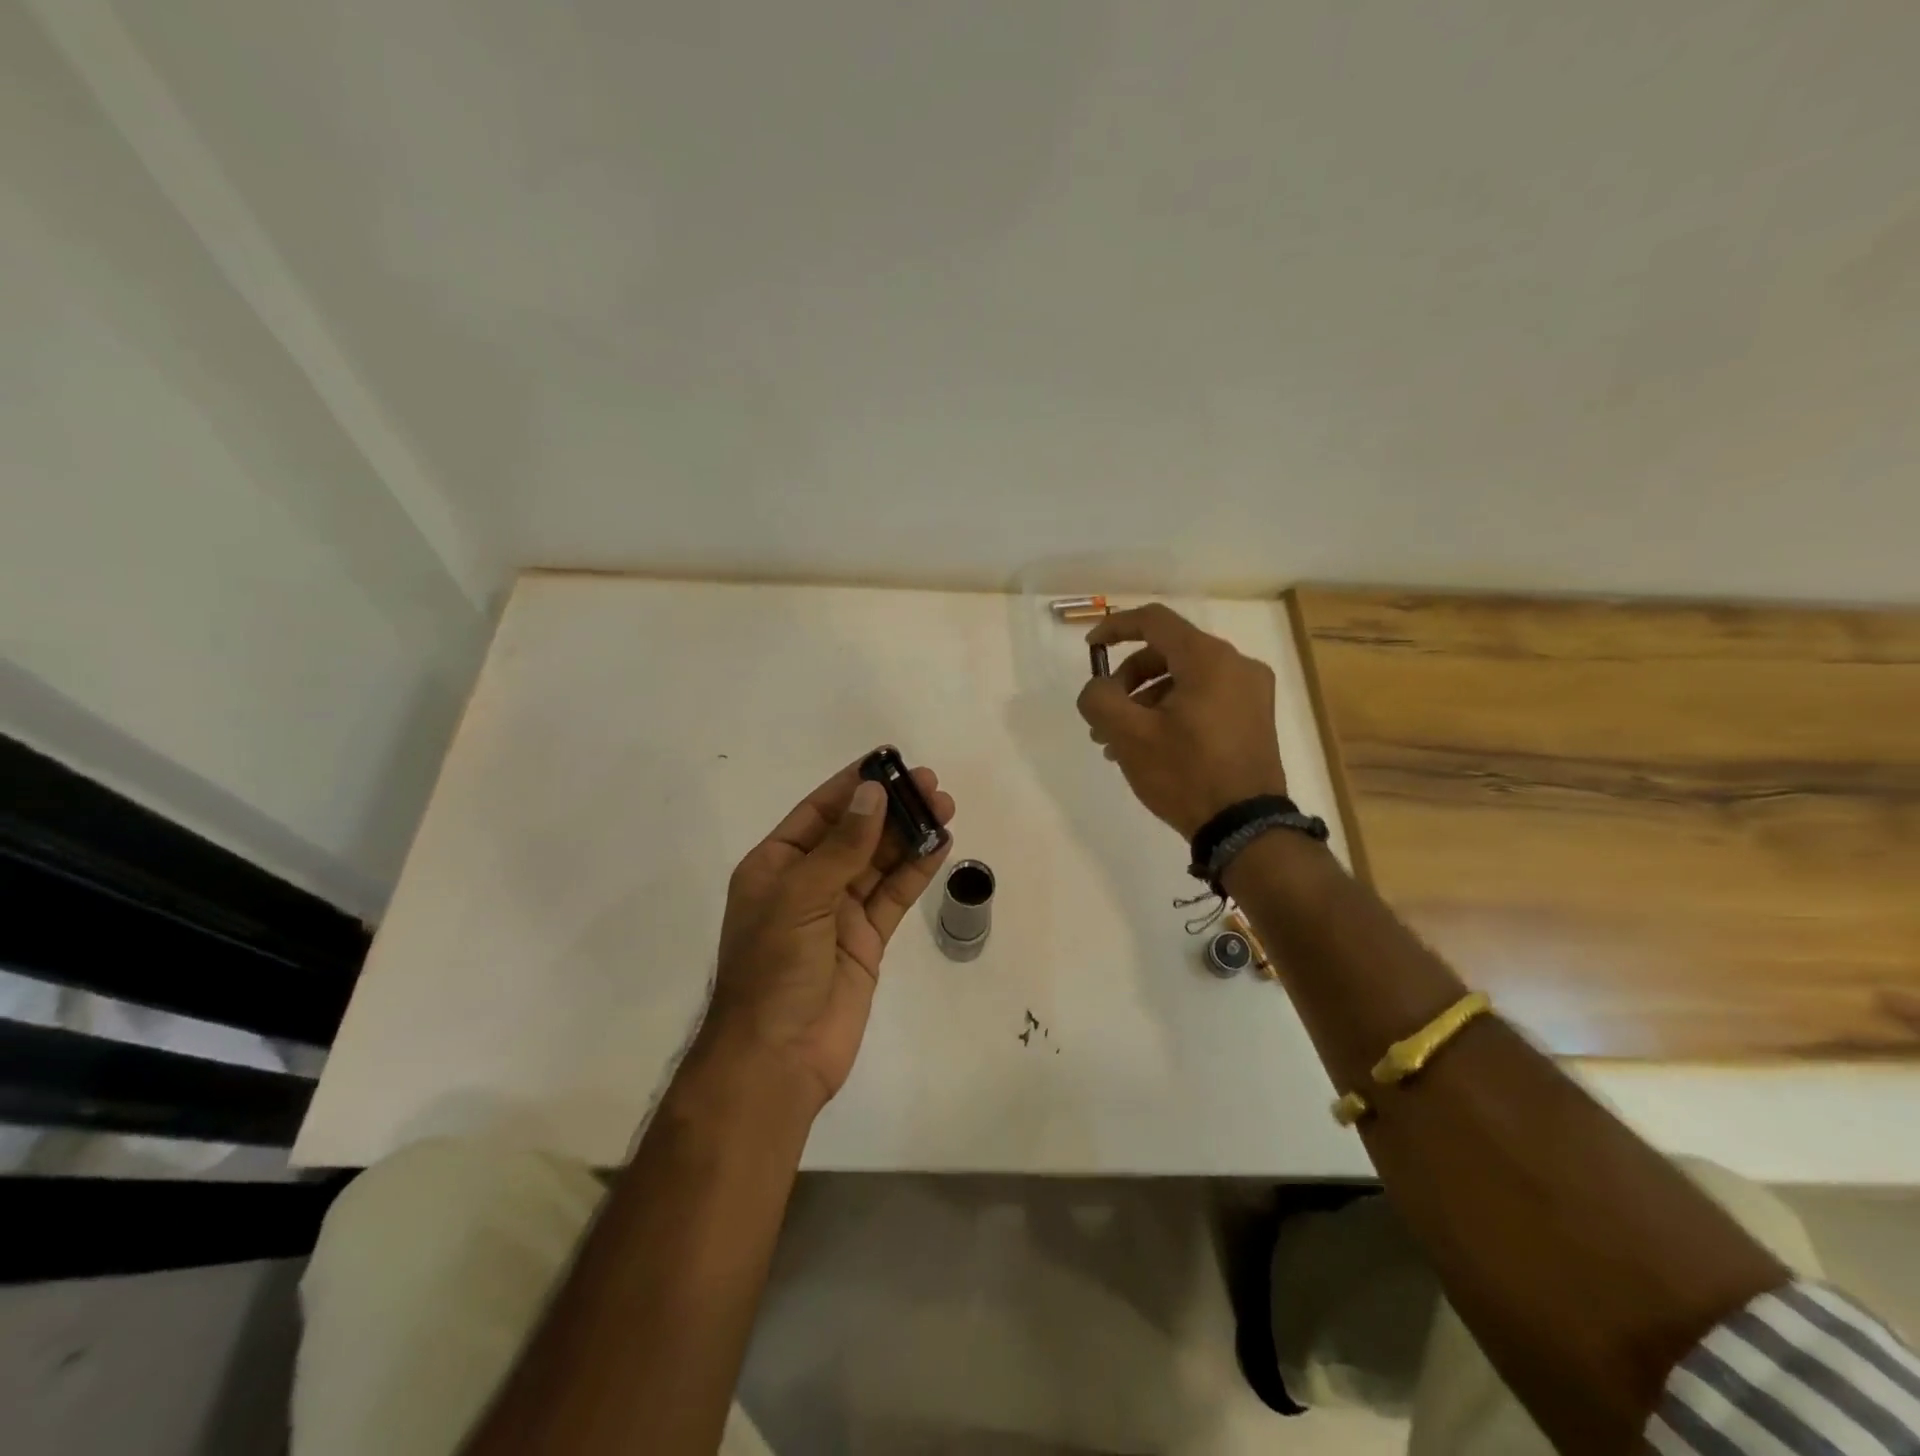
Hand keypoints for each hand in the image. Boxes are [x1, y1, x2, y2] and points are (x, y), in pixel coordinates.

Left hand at [701, 758, 954, 1111]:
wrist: (778, 1058)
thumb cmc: (774, 969)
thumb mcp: (801, 898)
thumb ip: (842, 847)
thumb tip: (873, 794)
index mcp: (776, 866)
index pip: (818, 812)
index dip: (853, 786)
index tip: (888, 761)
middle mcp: (807, 883)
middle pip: (855, 833)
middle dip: (890, 807)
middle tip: (929, 783)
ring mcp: (839, 913)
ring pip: (879, 862)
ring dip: (909, 834)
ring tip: (943, 805)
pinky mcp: (866, 940)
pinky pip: (893, 896)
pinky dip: (916, 871)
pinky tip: (940, 845)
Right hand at [1075, 604, 1287, 838]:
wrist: (1246, 828)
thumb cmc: (1185, 774)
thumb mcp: (1129, 736)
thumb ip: (1100, 699)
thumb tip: (1098, 688)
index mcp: (1208, 659)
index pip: (1154, 621)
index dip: (1115, 628)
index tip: (1090, 649)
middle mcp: (1236, 664)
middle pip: (1168, 652)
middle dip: (1128, 679)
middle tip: (1103, 715)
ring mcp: (1251, 692)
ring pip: (1184, 678)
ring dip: (1146, 700)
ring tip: (1119, 741)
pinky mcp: (1255, 718)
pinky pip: (1204, 698)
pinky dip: (1172, 710)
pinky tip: (1150, 747)